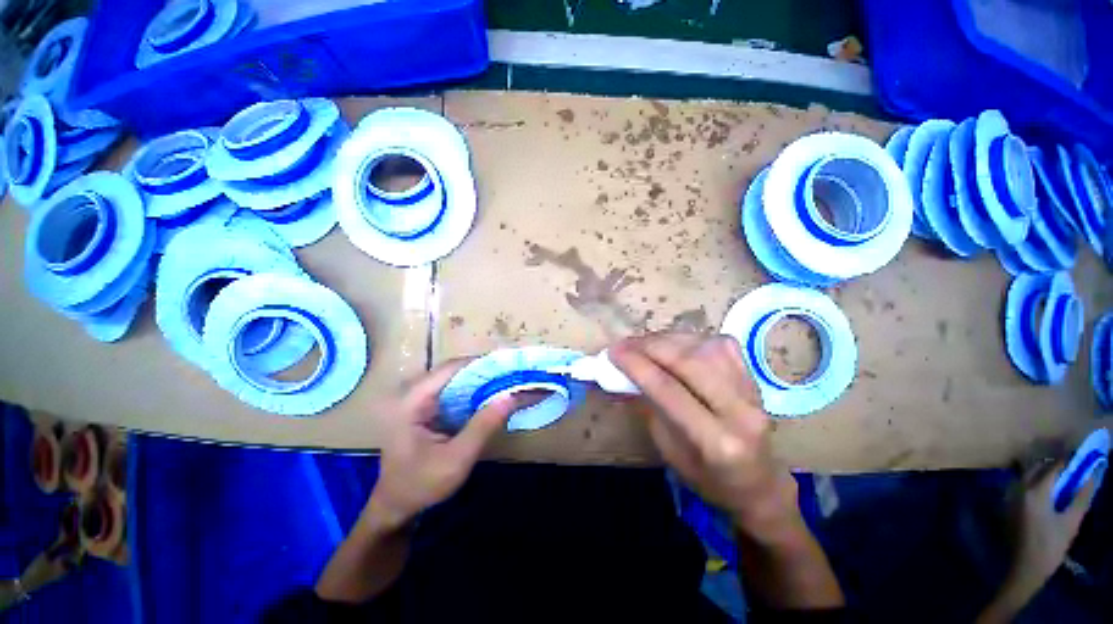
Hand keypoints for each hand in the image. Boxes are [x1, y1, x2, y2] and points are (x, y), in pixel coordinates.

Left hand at [366, 360, 515, 532]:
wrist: (396, 507)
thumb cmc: (421, 485)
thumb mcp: (457, 458)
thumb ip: (484, 425)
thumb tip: (512, 396)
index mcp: (413, 400)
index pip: (452, 368)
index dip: (483, 363)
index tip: (511, 367)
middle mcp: (414, 392)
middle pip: (456, 370)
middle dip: (487, 372)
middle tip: (515, 376)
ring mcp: (420, 398)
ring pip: (457, 379)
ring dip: (483, 381)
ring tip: (510, 384)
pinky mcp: (428, 407)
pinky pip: (456, 391)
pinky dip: (476, 392)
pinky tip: (494, 397)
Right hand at [611, 333, 798, 538]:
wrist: (756, 483)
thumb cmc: (705, 477)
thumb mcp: (667, 449)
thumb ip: (648, 406)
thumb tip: (622, 374)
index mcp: (716, 441)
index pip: (668, 389)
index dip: (636, 365)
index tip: (612, 352)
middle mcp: (740, 411)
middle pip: (686, 361)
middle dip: (647, 346)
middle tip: (623, 345)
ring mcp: (752, 390)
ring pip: (702, 347)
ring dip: (665, 340)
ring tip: (643, 344)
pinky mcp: (754, 376)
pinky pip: (718, 344)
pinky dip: (689, 339)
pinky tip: (673, 345)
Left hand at [1007, 460, 1095, 591]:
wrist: (1025, 568)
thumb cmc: (1050, 546)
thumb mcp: (1071, 522)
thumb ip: (1082, 497)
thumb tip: (1094, 475)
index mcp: (1034, 492)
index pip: (1052, 468)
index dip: (1067, 461)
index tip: (1080, 456)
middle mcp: (1018, 490)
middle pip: (1035, 469)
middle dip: (1052, 465)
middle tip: (1070, 466)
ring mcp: (1009, 498)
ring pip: (1026, 477)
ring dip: (1041, 473)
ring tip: (1060, 477)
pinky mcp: (1006, 507)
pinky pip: (1020, 487)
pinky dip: (1033, 483)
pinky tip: (1045, 491)